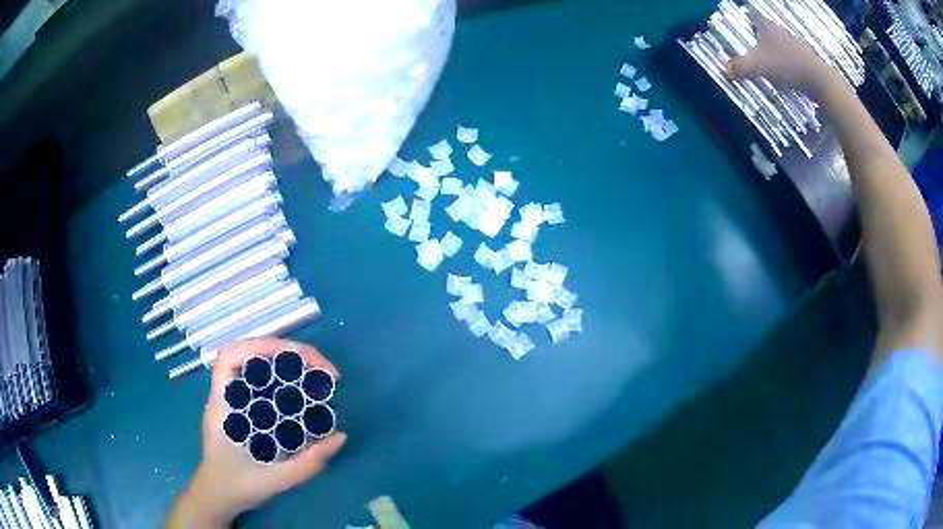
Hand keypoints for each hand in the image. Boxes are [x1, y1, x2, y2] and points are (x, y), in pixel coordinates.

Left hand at [166, 338, 346, 527]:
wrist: (218, 497)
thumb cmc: (237, 487)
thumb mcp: (273, 481)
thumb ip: (306, 464)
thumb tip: (340, 436)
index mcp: (223, 406)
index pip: (231, 357)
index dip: (261, 347)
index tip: (298, 358)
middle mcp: (225, 395)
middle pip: (248, 353)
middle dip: (285, 352)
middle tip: (320, 367)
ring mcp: (233, 400)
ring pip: (255, 365)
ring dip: (285, 362)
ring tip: (316, 374)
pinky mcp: (242, 408)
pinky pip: (261, 381)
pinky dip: (283, 377)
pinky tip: (302, 390)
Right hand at [726, 10, 836, 96]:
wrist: (819, 80)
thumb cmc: (788, 66)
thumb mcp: (758, 66)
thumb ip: (740, 68)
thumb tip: (724, 72)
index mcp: (766, 26)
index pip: (752, 14)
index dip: (745, 14)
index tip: (741, 17)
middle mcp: (779, 32)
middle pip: (765, 28)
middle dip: (756, 33)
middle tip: (748, 39)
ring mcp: (793, 46)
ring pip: (777, 43)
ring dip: (770, 48)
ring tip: (763, 58)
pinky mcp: (803, 61)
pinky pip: (787, 57)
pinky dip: (781, 62)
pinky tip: (780, 73)